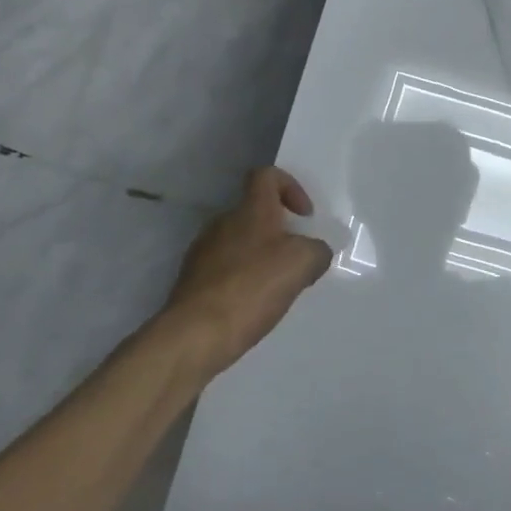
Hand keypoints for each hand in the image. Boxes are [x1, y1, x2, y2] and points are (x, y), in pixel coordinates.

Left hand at [157, 168, 332, 383]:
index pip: (266, 176)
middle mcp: (223, 223)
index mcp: (251, 211)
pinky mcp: (193, 280)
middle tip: (297, 259)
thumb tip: (315, 252)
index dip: (290, 186)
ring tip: (277, 287)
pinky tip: (254, 305)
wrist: (196, 334)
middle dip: (280, 231)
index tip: (304, 216)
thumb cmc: (253, 288)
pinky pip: (225, 269)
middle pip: (255, 212)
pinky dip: (243, 279)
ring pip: (240, 242)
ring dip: (261, 257)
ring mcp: (203, 252)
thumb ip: (317, 251)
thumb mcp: (303, 264)